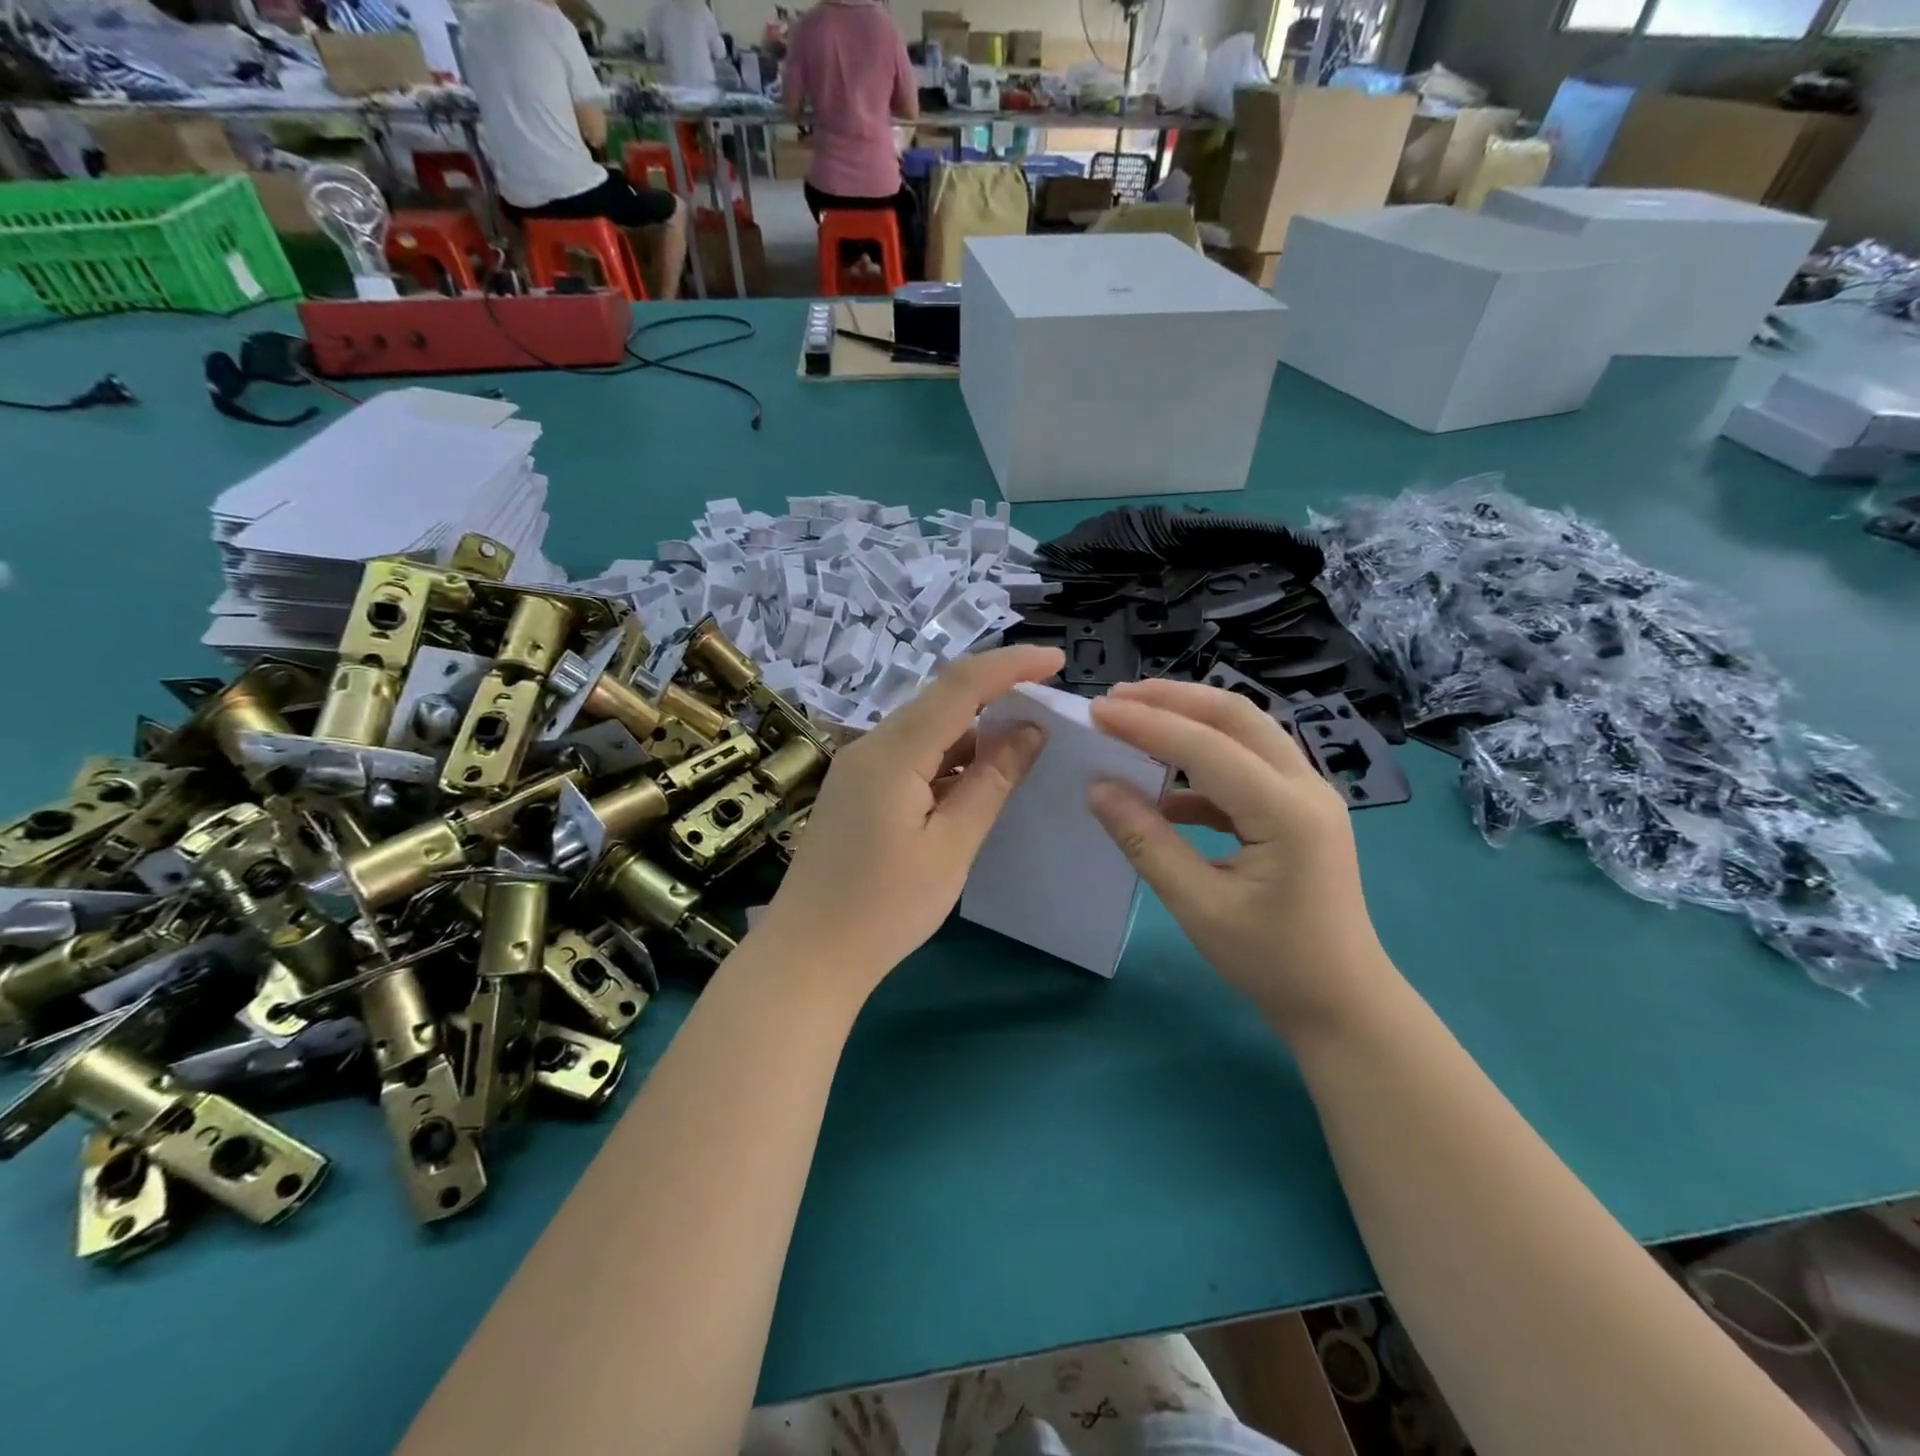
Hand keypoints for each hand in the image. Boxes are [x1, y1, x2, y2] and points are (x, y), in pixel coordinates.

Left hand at [755, 645, 1065, 1001]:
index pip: (960, 685)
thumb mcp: (951, 846)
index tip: (1058, 660)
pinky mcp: (857, 790)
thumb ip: (991, 782)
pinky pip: (911, 757)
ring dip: (974, 731)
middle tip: (1049, 704)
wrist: (808, 956)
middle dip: (997, 693)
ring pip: (926, 730)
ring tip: (1025, 742)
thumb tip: (1030, 730)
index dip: (1011, 665)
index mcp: (893, 752)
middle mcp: (871, 746)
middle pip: (941, 701)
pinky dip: (949, 759)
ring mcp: (858, 767)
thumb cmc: (884, 909)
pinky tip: (977, 779)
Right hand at [1087, 679, 1398, 1030]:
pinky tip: (1163, 788)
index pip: (1207, 747)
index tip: (1096, 710)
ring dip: (1189, 721)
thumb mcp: (1199, 906)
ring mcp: (1307, 795)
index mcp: (1287, 811)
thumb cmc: (1272, 962)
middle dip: (1173, 699)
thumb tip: (1098, 787)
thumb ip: (1146, 842)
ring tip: (1133, 723)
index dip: (1148, 724)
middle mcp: (1305, 787)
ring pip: (1245, 733)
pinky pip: (1246, 767)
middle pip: (1237, 716)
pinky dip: (1201, 764)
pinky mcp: (1297, 809)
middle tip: (1115, 698)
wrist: (1342, 1002)